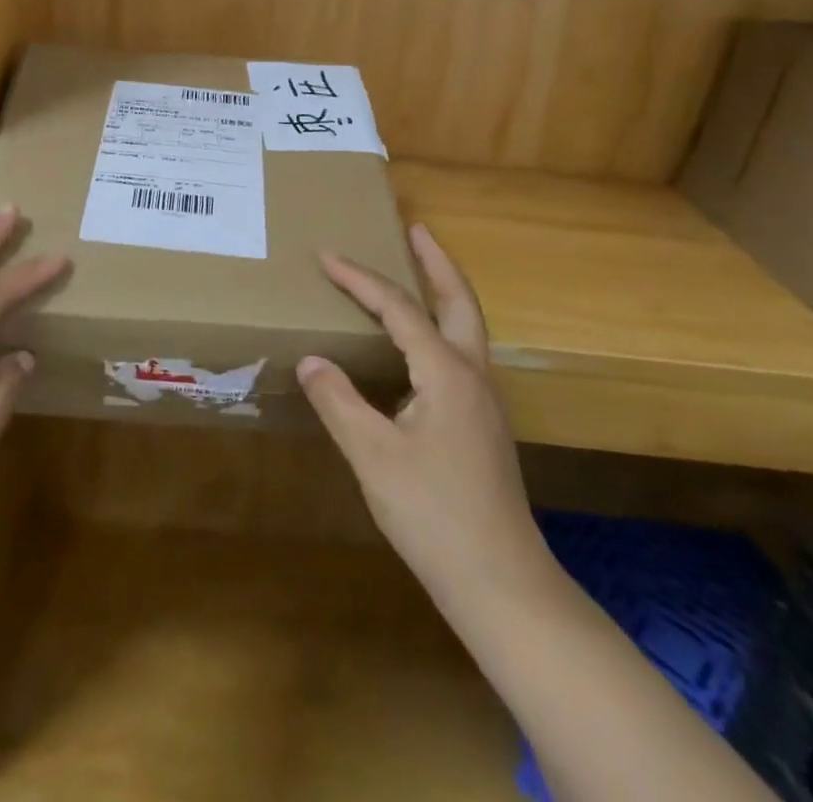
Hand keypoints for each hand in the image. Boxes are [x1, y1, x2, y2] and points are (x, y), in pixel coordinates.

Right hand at [298, 224, 550, 610]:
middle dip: (436, 262)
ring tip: (419, 272)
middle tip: (416, 229)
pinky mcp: (481, 424)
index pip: (398, 308)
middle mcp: (472, 374)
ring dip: (444, 291)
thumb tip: (311, 359)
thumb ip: (338, 401)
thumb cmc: (433, 514)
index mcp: (446, 372)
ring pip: (466, 327)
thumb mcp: (372, 455)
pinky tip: (419, 346)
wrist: (501, 583)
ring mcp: (483, 401)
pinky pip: (460, 353)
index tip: (326, 256)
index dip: (360, 279)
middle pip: (458, 301)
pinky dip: (441, 326)